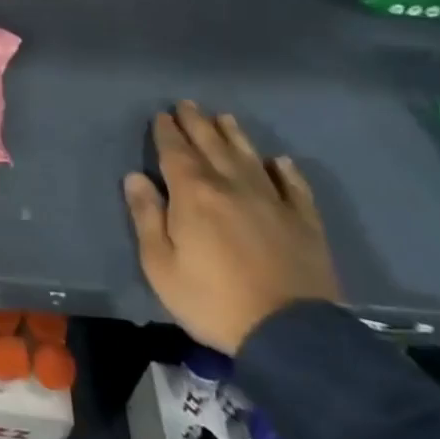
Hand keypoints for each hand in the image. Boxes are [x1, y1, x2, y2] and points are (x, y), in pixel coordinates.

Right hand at [123, 101, 340, 354]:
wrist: (290, 334)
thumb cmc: (212, 300)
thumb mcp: (160, 264)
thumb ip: (146, 216)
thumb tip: (135, 177)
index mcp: (194, 194)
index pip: (175, 152)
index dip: (167, 132)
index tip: (161, 115)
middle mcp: (232, 186)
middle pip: (211, 146)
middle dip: (197, 123)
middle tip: (187, 104)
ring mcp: (273, 202)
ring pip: (250, 157)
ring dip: (234, 136)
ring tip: (224, 118)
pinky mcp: (304, 223)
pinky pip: (294, 187)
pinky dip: (284, 170)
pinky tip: (278, 161)